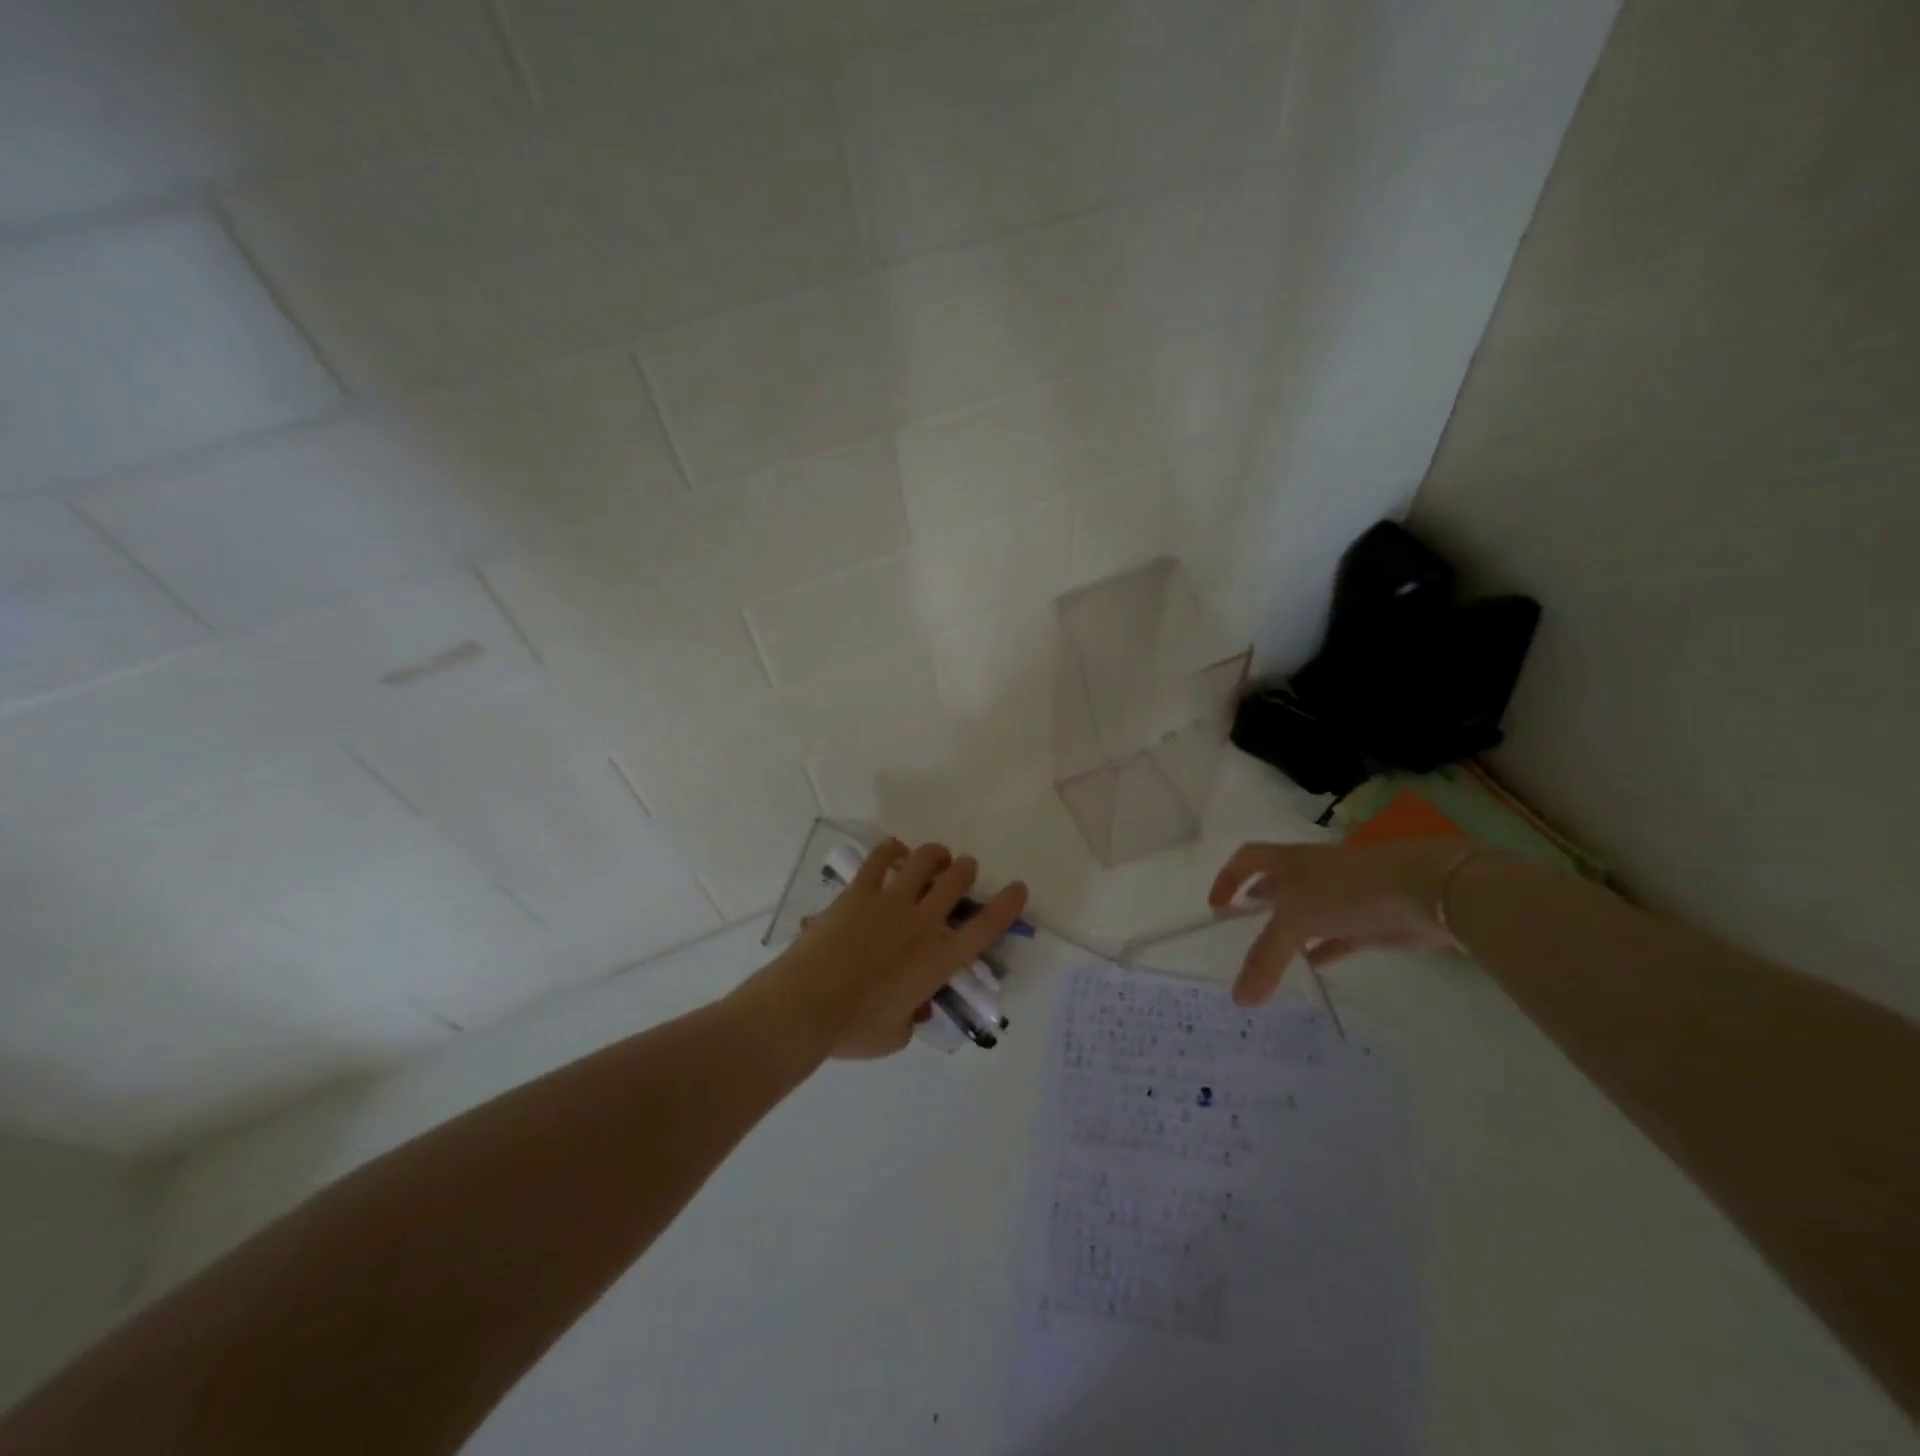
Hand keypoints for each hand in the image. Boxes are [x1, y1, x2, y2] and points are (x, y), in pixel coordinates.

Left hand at [739, 839, 1029, 1059]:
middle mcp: (922, 924)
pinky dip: (891, 849)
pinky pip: (880, 859)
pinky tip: (894, 850)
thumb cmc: (853, 1029)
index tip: (1019, 887)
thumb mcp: (896, 1036)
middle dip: (966, 870)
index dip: (1007, 905)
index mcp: (937, 961)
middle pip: (956, 882)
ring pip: (924, 862)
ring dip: (936, 854)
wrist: (806, 1004)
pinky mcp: (859, 892)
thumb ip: (912, 1018)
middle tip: (964, 869)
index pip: (984, 928)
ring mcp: (890, 902)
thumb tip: (914, 1008)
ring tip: (937, 855)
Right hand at [1208, 840, 1469, 1005]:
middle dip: (1258, 902)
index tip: (1216, 906)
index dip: (1228, 878)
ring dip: (1290, 930)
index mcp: (1289, 861)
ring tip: (1272, 954)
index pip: (1247, 859)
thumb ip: (1265, 959)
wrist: (1425, 890)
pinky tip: (1313, 966)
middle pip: (1276, 884)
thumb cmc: (1347, 891)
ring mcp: (1342, 896)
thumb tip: (1238, 999)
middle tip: (1240, 929)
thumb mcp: (1296, 921)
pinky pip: (1336, 936)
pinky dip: (1322, 949)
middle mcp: (1311, 873)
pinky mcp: (1368, 921)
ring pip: (1307, 912)